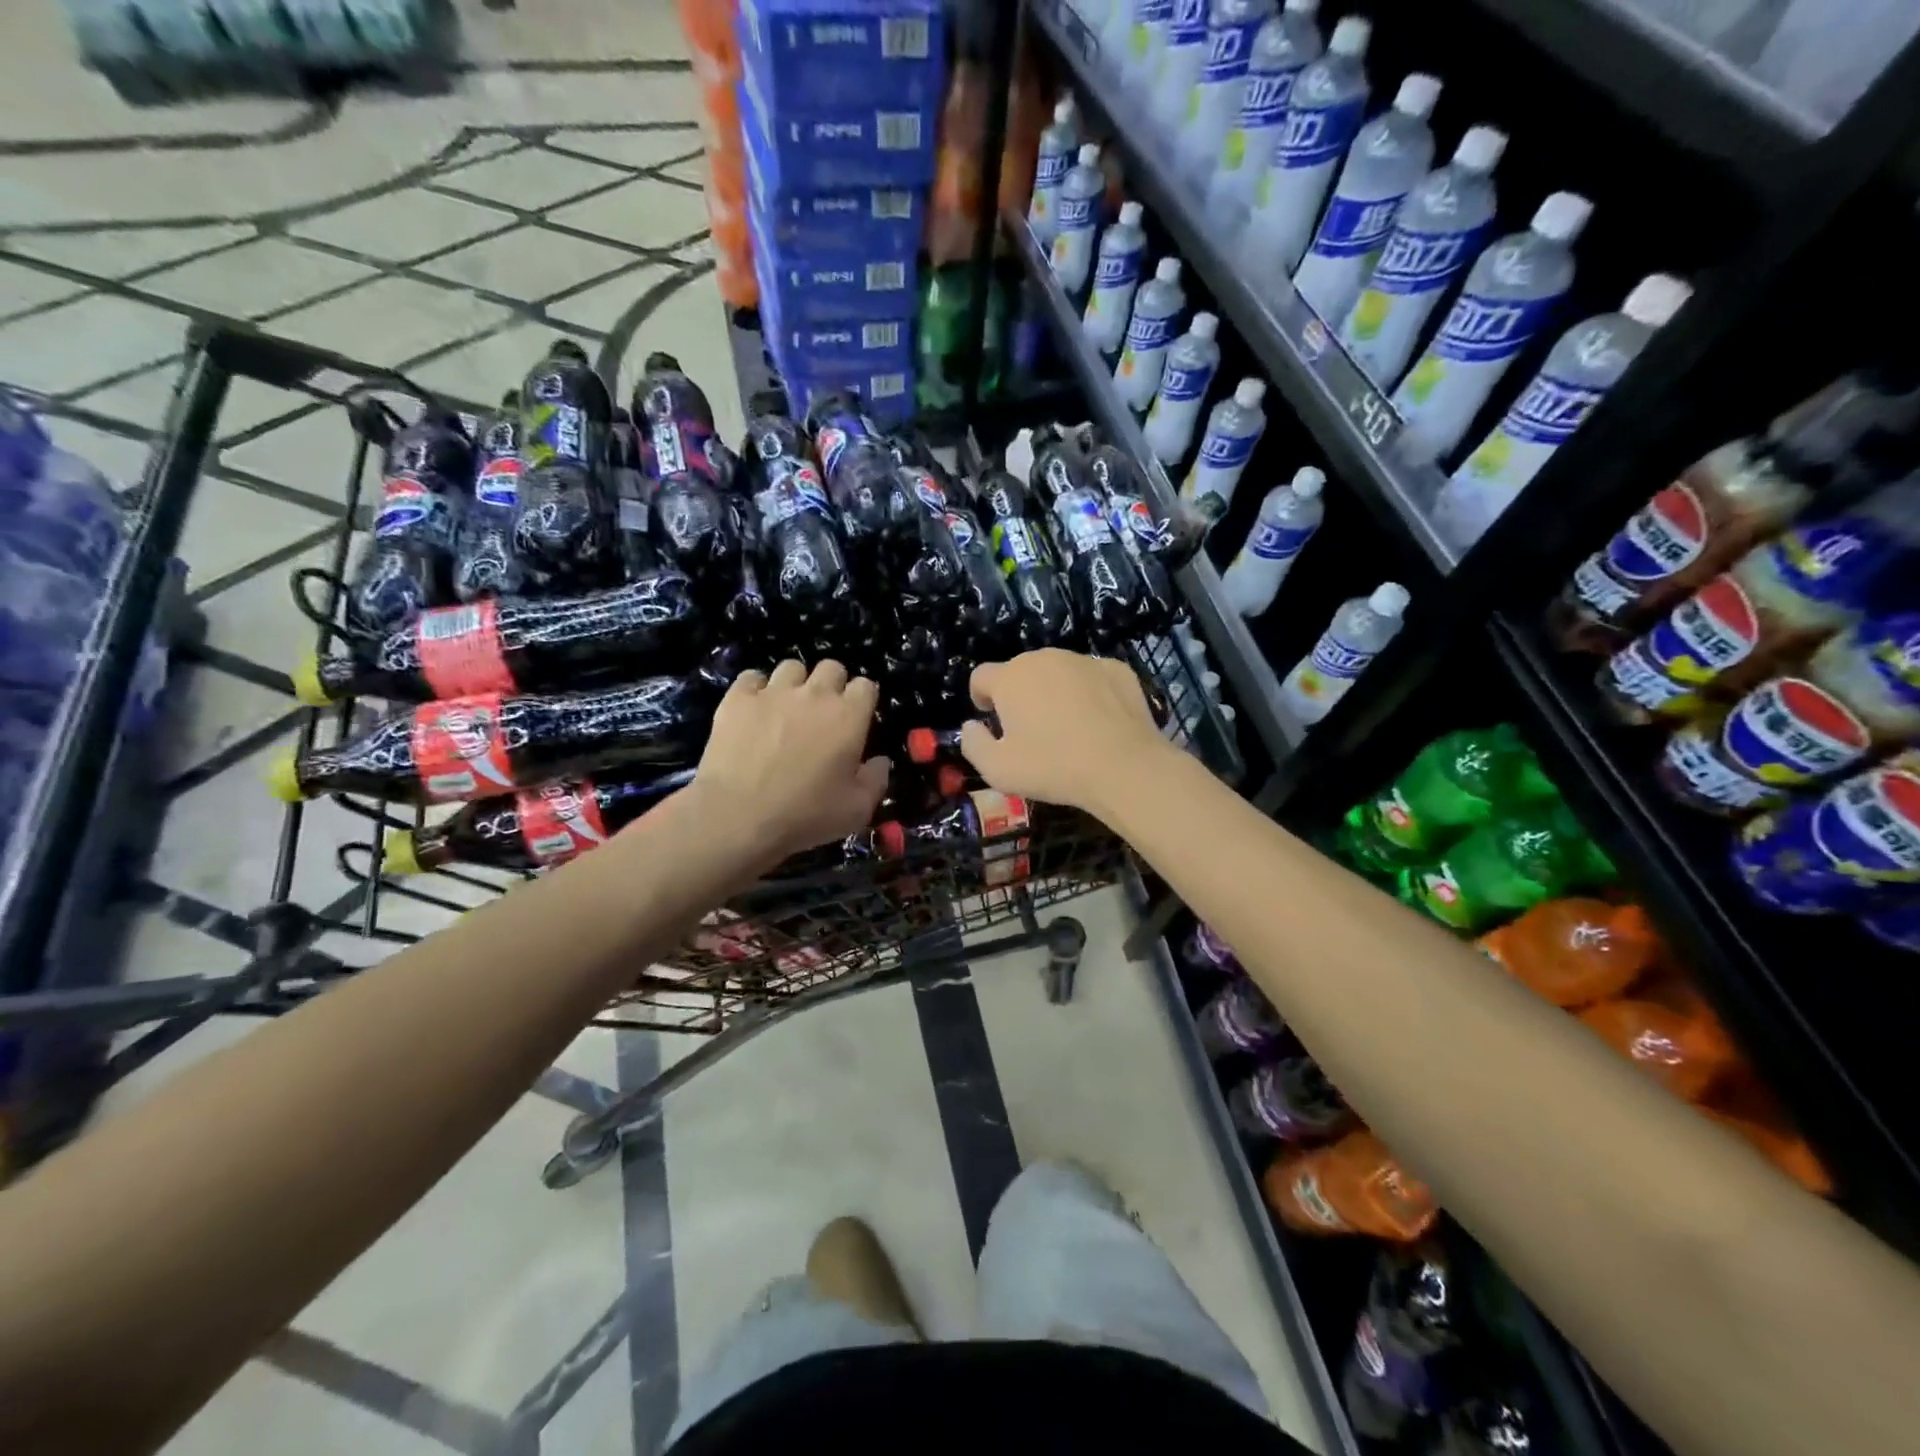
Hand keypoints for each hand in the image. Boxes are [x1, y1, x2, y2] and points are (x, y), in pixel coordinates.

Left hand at [689, 659, 889, 870]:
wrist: (737, 817)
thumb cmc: (805, 815)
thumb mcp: (857, 810)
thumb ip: (876, 780)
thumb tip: (880, 761)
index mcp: (849, 716)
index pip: (866, 686)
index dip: (862, 700)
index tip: (857, 720)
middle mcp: (814, 694)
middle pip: (831, 667)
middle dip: (832, 685)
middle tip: (823, 714)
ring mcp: (773, 692)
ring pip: (792, 667)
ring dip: (795, 684)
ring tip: (787, 709)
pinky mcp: (737, 699)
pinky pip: (752, 677)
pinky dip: (756, 690)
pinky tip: (754, 711)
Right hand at [959, 650, 1174, 816]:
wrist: (1123, 766)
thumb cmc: (1052, 767)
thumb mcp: (997, 770)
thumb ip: (973, 744)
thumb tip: (971, 726)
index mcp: (1011, 678)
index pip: (981, 676)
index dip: (981, 697)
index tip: (991, 719)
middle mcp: (1045, 658)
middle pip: (1020, 671)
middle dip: (1019, 694)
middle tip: (1031, 730)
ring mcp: (1084, 660)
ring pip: (1058, 672)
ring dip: (1054, 691)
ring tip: (1067, 727)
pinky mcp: (1118, 670)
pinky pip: (1092, 678)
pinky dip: (1089, 694)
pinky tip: (1099, 723)